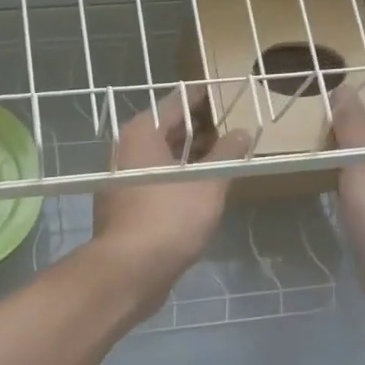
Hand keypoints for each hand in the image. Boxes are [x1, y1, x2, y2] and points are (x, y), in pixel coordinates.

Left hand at [91, 84, 250, 306]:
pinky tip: (201, 189)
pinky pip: (156, 181)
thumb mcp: (208, 183)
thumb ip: (227, 154)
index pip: (177, 101)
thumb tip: (241, 133)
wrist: (130, 271)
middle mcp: (126, 150)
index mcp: (142, 133)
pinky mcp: (125, 207)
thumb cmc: (170, 217)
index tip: (228, 93)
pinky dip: (178, 178)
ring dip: (190, 156)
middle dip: (199, 128)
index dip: (203, 96)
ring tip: (222, 157)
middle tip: (231, 126)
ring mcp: (122, 180)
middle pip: (167, 129)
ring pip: (161, 158)